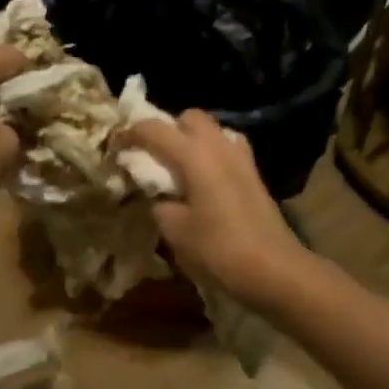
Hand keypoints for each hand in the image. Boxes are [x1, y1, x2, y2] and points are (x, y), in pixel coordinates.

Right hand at [121, 111, 309, 309]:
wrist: (274, 270)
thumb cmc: (218, 249)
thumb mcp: (175, 230)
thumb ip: (159, 203)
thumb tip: (158, 194)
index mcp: (195, 155)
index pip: (154, 129)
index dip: (130, 134)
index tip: (115, 147)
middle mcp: (219, 146)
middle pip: (189, 118)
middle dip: (167, 129)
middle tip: (151, 155)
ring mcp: (241, 159)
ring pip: (212, 131)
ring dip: (191, 140)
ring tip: (176, 167)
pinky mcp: (253, 175)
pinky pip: (226, 149)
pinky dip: (209, 155)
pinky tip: (202, 181)